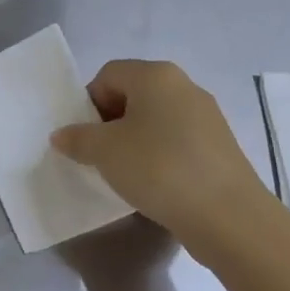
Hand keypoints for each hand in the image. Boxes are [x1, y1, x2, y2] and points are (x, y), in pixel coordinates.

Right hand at [50, 59, 271, 249]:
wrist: (227, 216)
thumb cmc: (158, 168)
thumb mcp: (104, 152)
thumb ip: (77, 138)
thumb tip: (62, 135)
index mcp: (155, 75)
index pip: (108, 74)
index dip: (89, 102)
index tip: (85, 136)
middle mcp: (184, 86)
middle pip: (133, 94)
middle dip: (111, 121)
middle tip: (101, 154)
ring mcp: (207, 116)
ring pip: (156, 118)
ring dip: (135, 140)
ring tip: (127, 172)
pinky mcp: (220, 145)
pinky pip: (177, 140)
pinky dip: (160, 155)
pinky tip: (156, 183)